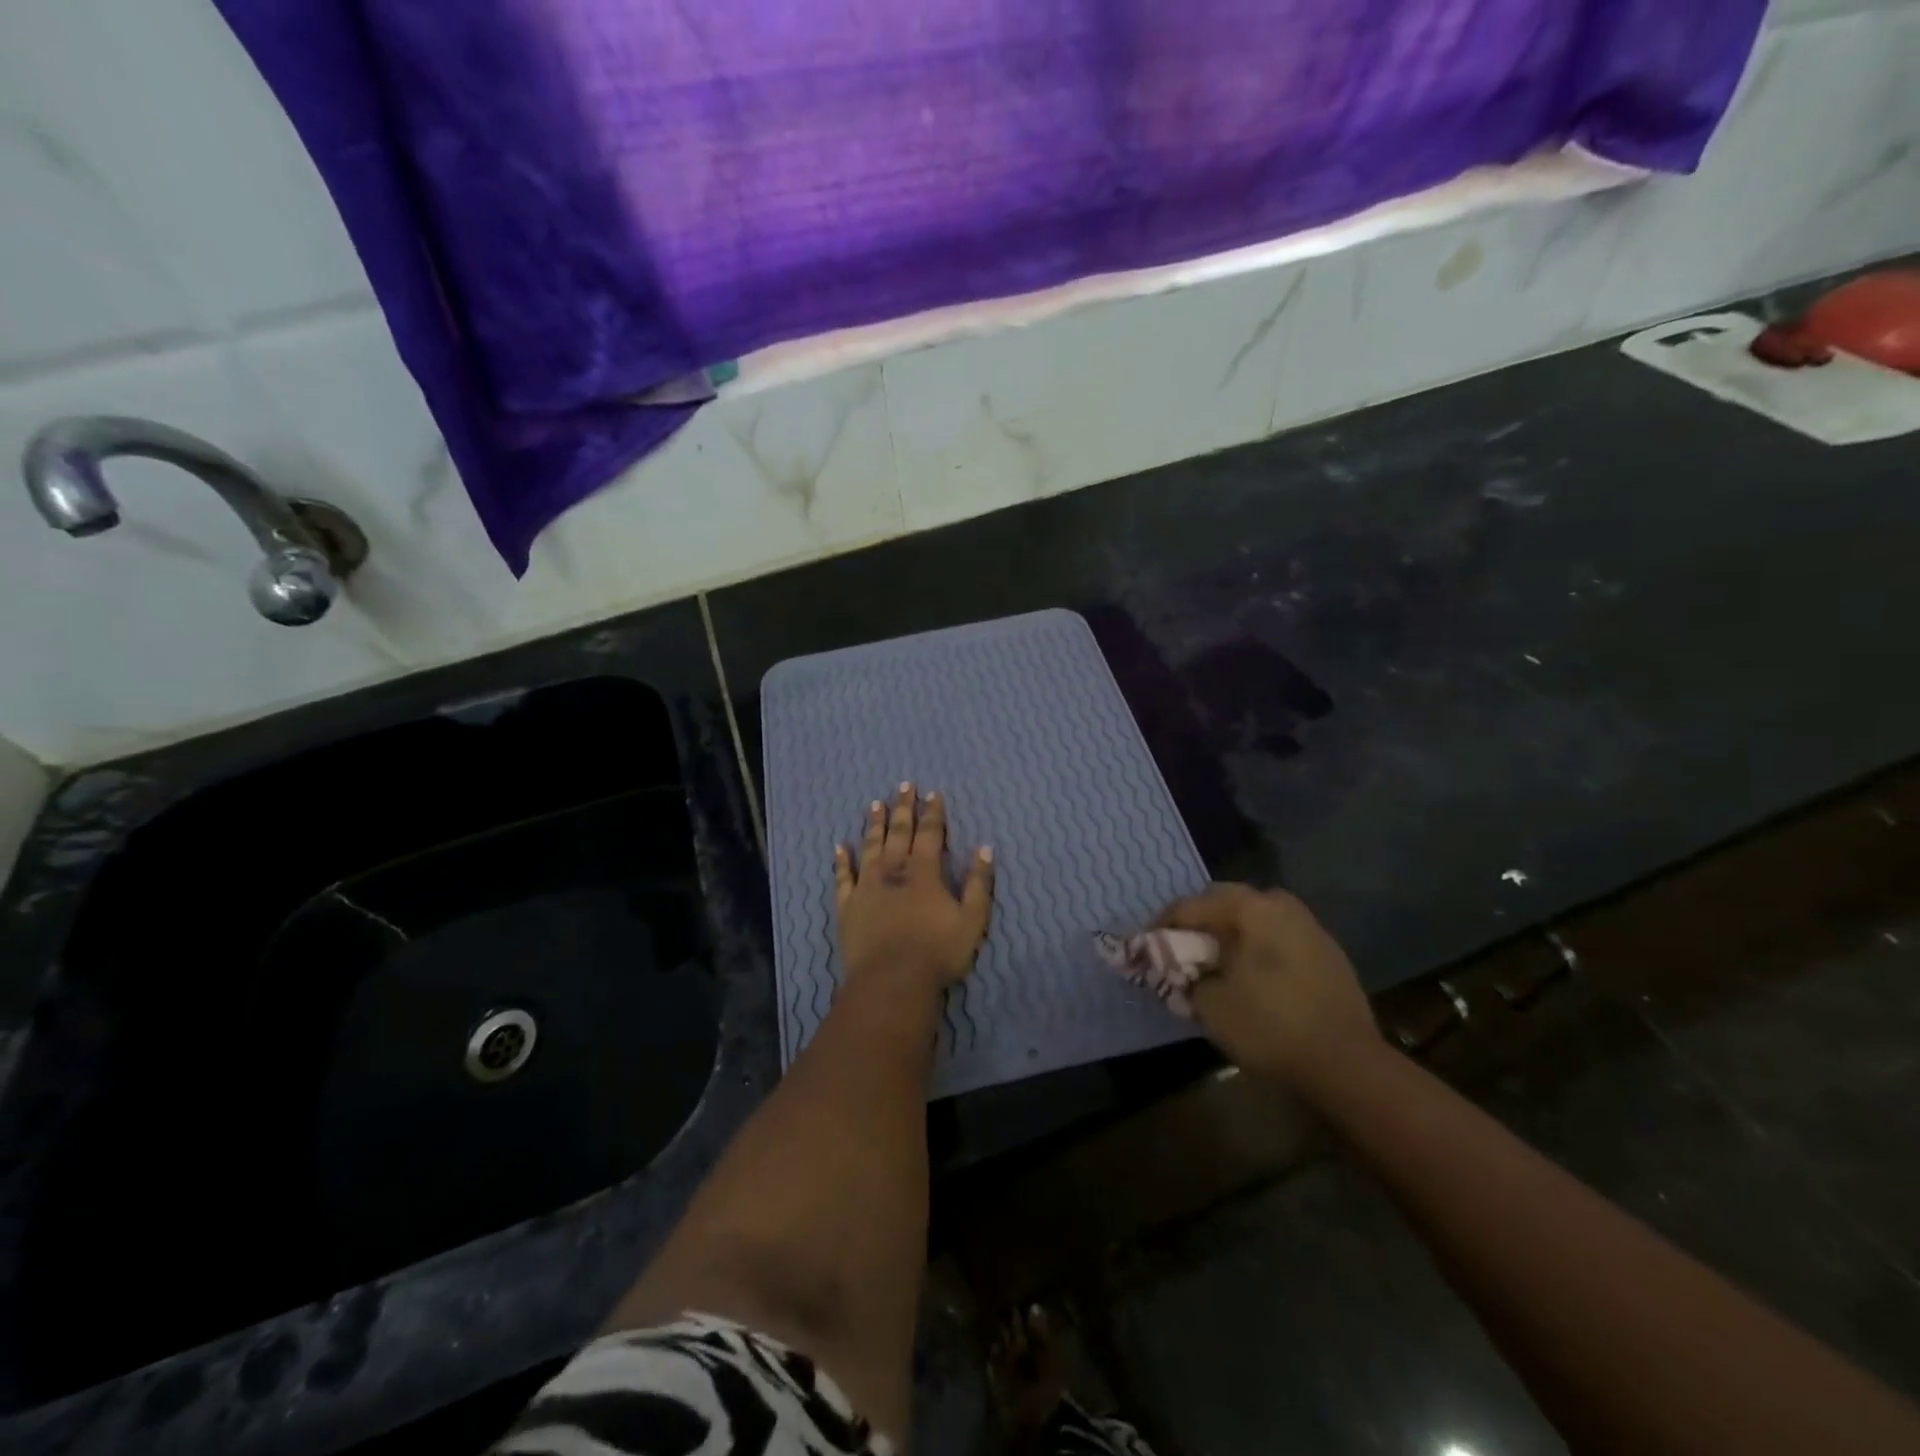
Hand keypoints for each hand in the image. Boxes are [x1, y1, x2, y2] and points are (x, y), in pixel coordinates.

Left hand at [835, 784, 993, 992]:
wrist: (891, 981)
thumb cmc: (937, 952)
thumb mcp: (972, 920)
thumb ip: (978, 883)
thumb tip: (984, 848)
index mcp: (924, 872)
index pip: (930, 834)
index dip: (933, 813)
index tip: (933, 794)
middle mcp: (893, 871)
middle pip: (898, 832)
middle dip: (903, 808)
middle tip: (903, 786)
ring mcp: (866, 887)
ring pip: (870, 847)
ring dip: (874, 825)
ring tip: (875, 804)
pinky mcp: (847, 906)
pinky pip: (842, 877)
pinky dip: (842, 861)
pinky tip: (839, 846)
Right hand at [1154, 883, 1378, 1083]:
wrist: (1347, 1064)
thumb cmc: (1270, 1025)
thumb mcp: (1210, 1003)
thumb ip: (1183, 975)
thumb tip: (1176, 967)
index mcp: (1251, 907)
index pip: (1191, 905)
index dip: (1162, 926)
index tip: (1145, 946)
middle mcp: (1281, 905)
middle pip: (1224, 903)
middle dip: (1197, 924)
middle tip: (1178, 950)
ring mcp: (1309, 926)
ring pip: (1254, 920)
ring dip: (1228, 935)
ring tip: (1212, 963)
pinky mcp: (1327, 953)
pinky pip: (1277, 938)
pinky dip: (1255, 949)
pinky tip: (1249, 975)